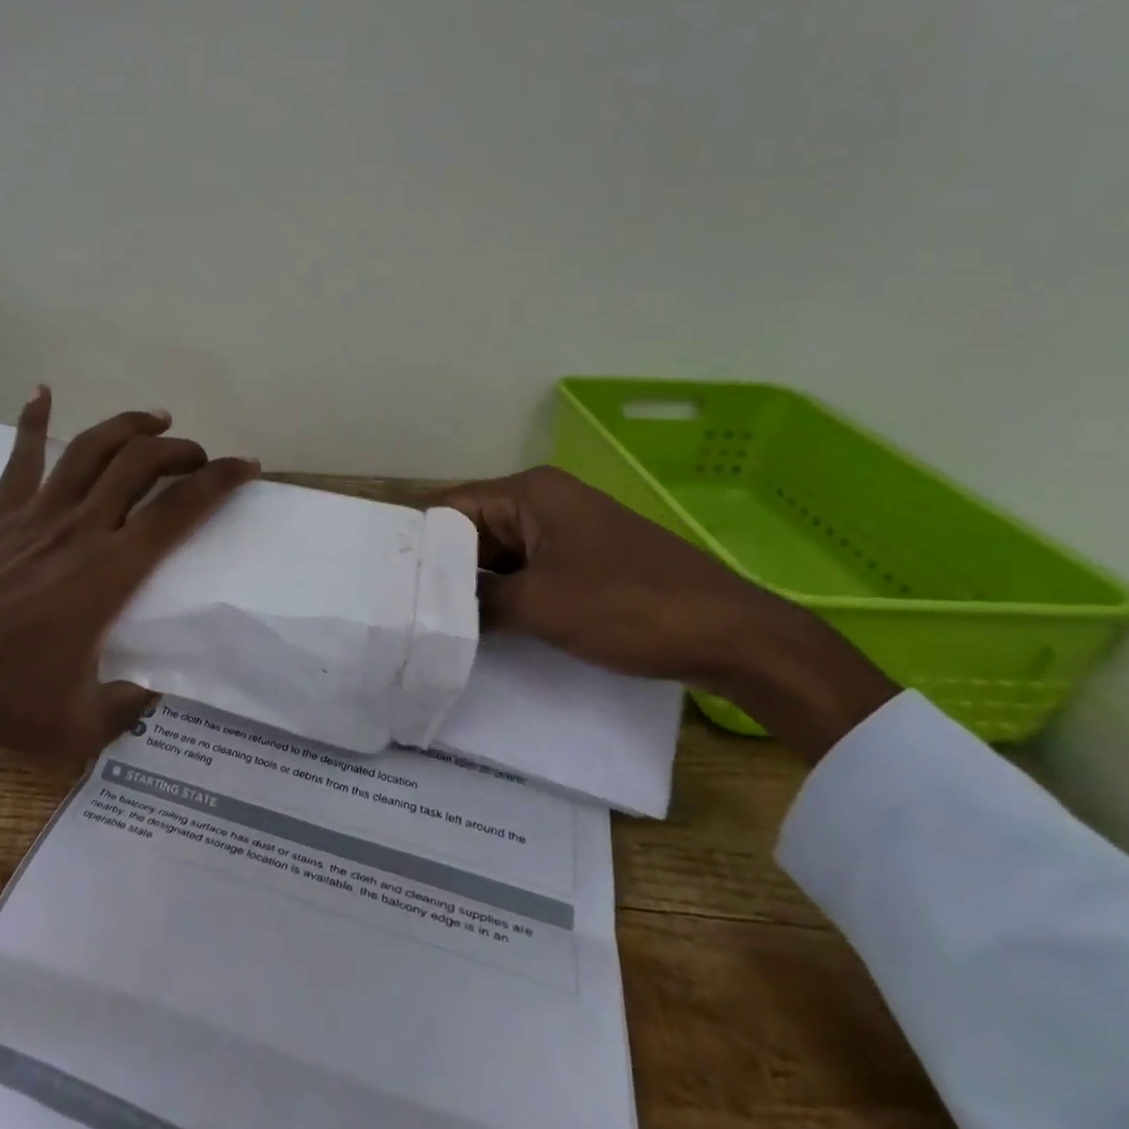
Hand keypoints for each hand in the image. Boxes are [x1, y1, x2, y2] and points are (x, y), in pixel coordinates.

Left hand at [0, 388, 259, 778]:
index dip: (220, 480)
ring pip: (93, 448)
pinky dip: (35, 419)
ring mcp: (34, 513)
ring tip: (155, 420)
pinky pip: (21, 455)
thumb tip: (150, 696)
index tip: (246, 466)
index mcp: (111, 571)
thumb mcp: (77, 729)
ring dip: (130, 426)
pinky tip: (42, 392)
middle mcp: (80, 528)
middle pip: (142, 463)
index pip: (180, 510)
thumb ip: (126, 710)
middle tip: (198, 456)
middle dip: (180, 450)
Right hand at [440, 468, 896, 762]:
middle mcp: (546, 502)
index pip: (451, 509)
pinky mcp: (589, 562)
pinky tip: (490, 629)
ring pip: (503, 555)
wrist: (734, 635)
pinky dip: (511, 596)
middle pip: (475, 531)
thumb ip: (479, 603)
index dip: (423, 546)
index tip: (394, 586)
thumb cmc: (628, 607)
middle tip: (413, 612)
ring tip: (443, 625)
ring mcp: (571, 532)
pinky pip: (532, 571)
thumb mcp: (540, 607)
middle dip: (449, 571)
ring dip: (480, 588)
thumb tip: (437, 611)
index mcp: (530, 493)